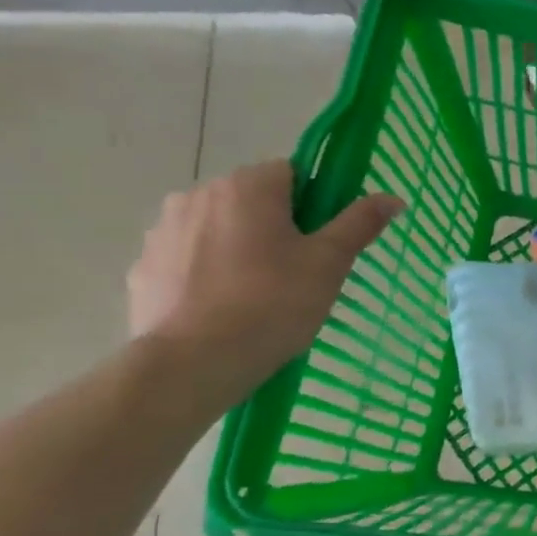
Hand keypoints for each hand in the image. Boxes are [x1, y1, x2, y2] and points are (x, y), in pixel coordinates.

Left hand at [128, 161, 402, 398]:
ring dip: (238, 248)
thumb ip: (359, 223)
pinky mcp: (143, 267)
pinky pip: (188, 259)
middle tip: (298, 274)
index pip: (291, 174)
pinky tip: (223, 309)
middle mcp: (199, 194)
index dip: (314, 205)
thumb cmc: (273, 303)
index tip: (322, 243)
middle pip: (252, 201)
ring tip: (258, 296)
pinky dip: (207, 274)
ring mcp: (163, 230)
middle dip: (275, 227)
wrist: (195, 361)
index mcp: (248, 186)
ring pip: (218, 229)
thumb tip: (393, 197)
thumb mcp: (330, 263)